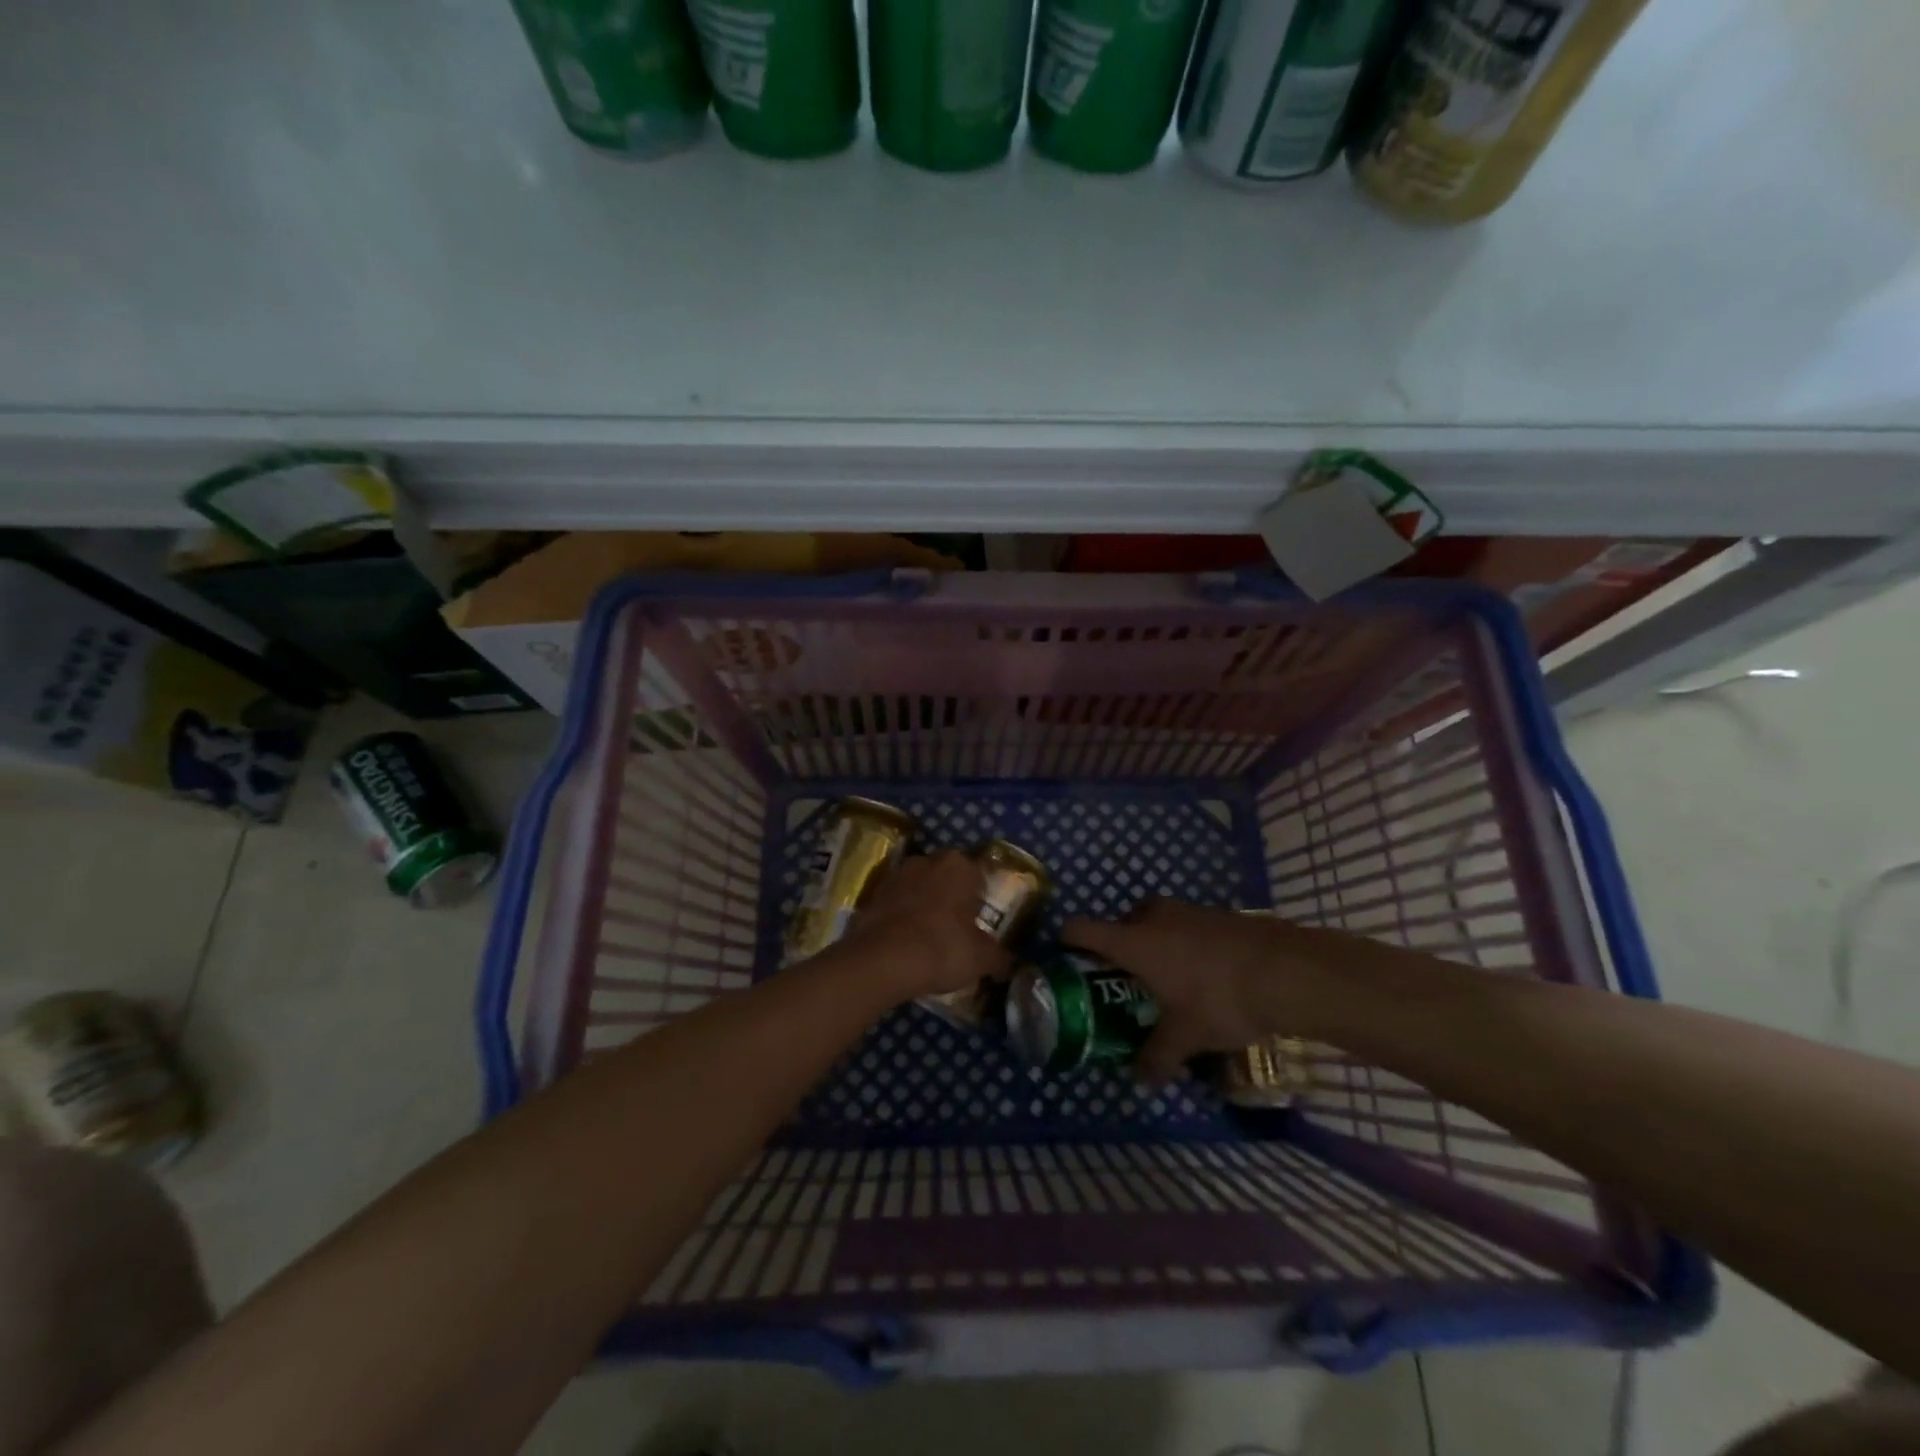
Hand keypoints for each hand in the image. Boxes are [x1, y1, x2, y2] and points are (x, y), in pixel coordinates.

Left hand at [834, 851, 1007, 1004]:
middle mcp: (927, 861)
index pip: (979, 874)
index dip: (982, 898)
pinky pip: (897, 904)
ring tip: (931, 938)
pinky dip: (903, 918)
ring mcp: (896, 876)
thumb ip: (998, 957)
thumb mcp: (981, 958)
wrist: (881, 962)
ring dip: (925, 905)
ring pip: (919, 888)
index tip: (981, 921)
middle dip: (952, 897)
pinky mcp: (872, 896)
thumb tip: (1007, 963)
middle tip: (959, 929)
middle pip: (947, 877)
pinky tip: (907, 944)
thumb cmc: (941, 948)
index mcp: (958, 865)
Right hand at [1063, 900, 1318, 1083]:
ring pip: (1157, 922)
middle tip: (1126, 979)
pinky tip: (1205, 974)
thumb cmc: (1219, 1000)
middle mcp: (1154, 917)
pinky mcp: (1218, 915)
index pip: (1082, 929)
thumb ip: (1157, 1057)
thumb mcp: (1185, 1037)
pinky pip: (1188, 926)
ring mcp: (1188, 911)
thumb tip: (1139, 1081)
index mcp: (1133, 941)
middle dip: (1121, 946)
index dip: (1067, 940)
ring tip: (1167, 979)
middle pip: (1122, 922)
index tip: (1064, 957)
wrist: (1287, 972)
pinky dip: (1186, 944)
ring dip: (1156, 943)